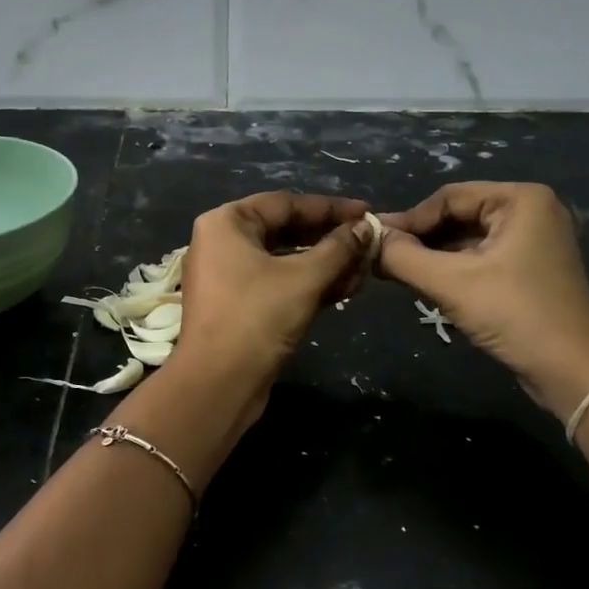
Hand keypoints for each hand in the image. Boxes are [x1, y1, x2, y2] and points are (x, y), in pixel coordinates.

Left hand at [177, 192, 372, 382]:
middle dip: (330, 239)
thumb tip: (365, 229)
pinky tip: (346, 289)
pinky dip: (310, 284)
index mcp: (227, 223)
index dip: (330, 208)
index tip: (366, 212)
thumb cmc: (257, 318)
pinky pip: (279, 283)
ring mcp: (229, 276)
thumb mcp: (304, 279)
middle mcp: (223, 243)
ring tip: (364, 269)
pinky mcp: (240, 305)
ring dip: (325, 264)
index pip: (285, 203)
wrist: (219, 384)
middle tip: (369, 242)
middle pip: (286, 230)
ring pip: (285, 260)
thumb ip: (339, 249)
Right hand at [377, 182, 588, 418]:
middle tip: (381, 259)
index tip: (373, 242)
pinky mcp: (531, 270)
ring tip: (397, 273)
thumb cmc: (515, 315)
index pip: (448, 197)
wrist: (575, 372)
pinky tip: (427, 285)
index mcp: (520, 199)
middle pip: (458, 216)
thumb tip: (368, 239)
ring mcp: (535, 241)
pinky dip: (454, 270)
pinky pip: (482, 258)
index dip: (409, 220)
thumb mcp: (451, 283)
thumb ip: (403, 257)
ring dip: (434, 256)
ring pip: (468, 239)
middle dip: (421, 239)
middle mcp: (531, 211)